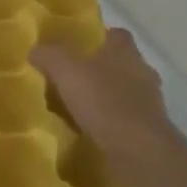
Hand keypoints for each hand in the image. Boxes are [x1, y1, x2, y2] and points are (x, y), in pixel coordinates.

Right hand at [32, 28, 182, 186]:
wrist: (138, 151)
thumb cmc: (103, 100)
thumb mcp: (66, 70)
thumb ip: (49, 55)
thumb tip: (35, 50)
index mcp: (125, 51)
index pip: (116, 35)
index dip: (99, 38)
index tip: (80, 47)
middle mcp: (142, 72)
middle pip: (122, 64)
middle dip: (102, 70)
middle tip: (75, 80)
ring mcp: (150, 104)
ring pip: (125, 93)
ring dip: (107, 99)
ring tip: (80, 110)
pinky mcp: (149, 132)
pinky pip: (126, 121)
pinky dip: (112, 124)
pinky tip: (93, 132)